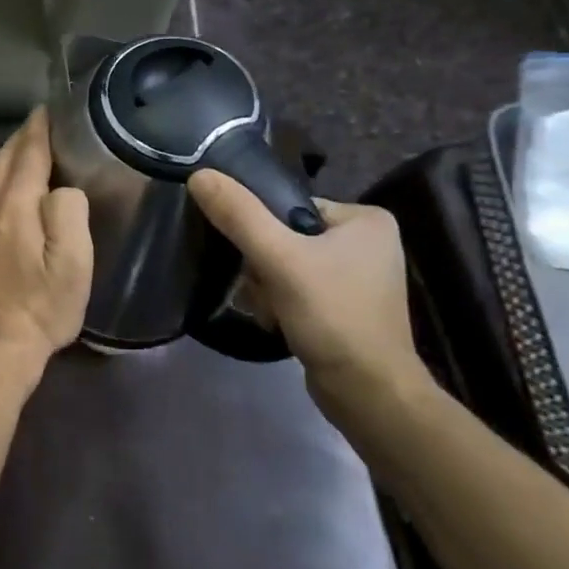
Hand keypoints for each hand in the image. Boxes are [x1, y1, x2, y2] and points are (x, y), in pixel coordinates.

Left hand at [0, 110, 91, 376]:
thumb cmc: (39, 308)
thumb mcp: (72, 264)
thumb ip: (68, 212)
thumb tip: (61, 189)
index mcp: (11, 206)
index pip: (27, 153)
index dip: (39, 128)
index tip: (50, 107)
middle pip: (2, 161)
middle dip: (22, 139)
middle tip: (44, 125)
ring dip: (10, 163)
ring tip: (32, 156)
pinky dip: (0, 186)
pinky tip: (12, 197)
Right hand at [188, 172, 429, 414]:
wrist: (369, 394)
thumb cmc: (333, 316)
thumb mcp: (279, 259)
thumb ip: (239, 215)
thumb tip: (198, 175)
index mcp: (366, 218)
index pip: (288, 207)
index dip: (261, 232)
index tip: (255, 261)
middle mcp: (367, 241)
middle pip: (284, 236)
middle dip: (262, 267)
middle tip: (264, 292)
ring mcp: (358, 276)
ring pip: (286, 265)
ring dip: (266, 288)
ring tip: (271, 312)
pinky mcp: (346, 306)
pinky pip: (297, 288)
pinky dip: (281, 303)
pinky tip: (278, 322)